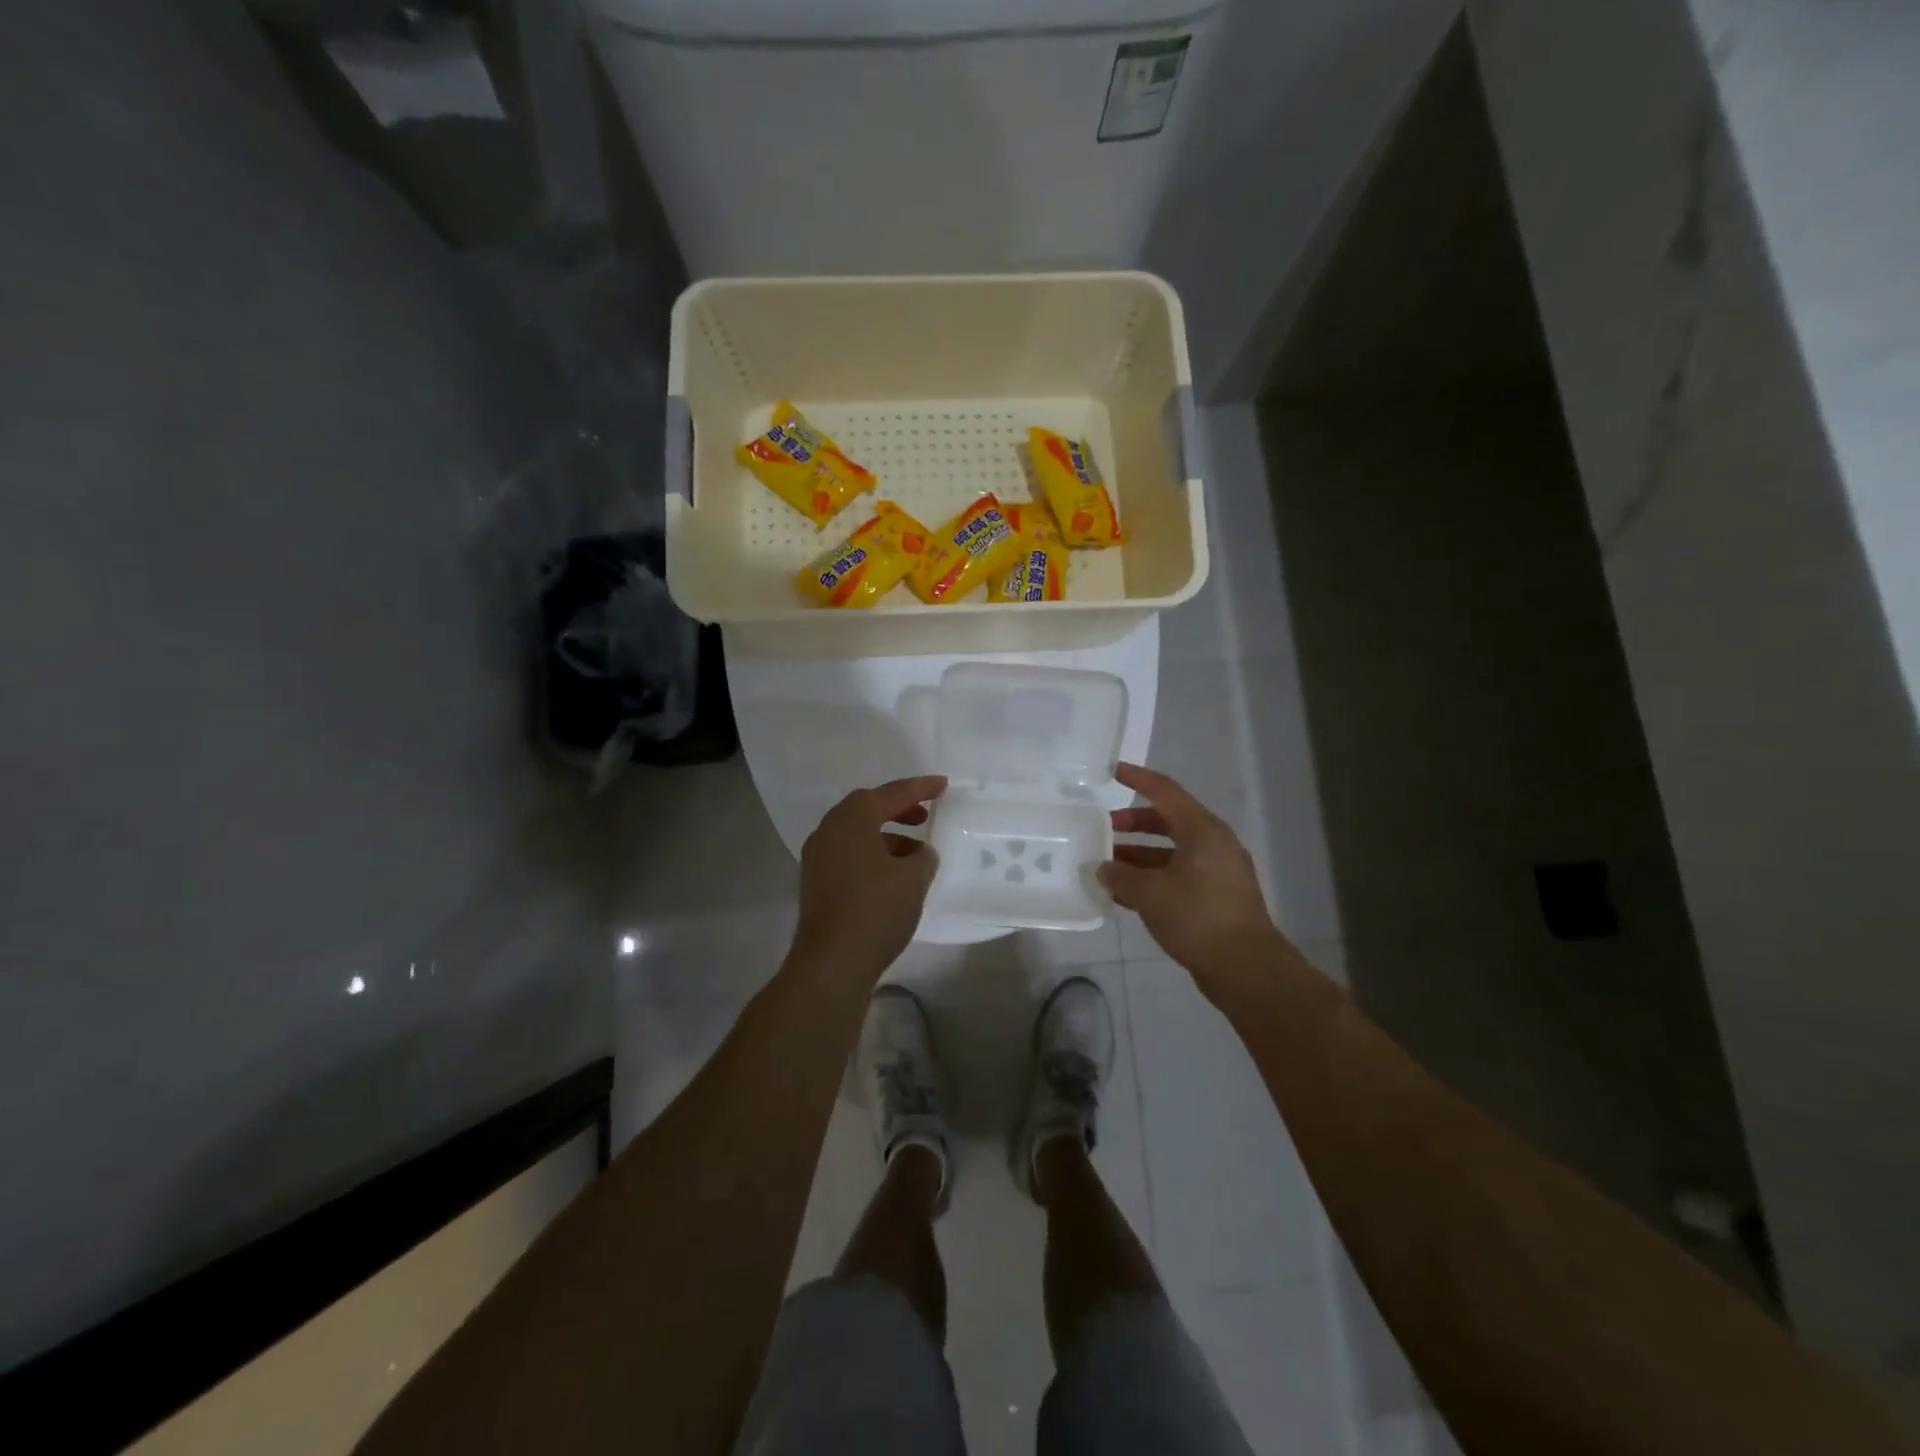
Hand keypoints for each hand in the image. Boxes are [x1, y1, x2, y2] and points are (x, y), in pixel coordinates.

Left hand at [791, 775, 946, 986]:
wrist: (832, 962)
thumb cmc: (876, 910)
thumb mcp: (913, 879)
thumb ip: (923, 857)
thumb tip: (919, 853)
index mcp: (852, 819)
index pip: (891, 794)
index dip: (920, 788)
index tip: (942, 785)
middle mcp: (829, 830)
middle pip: (866, 808)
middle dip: (897, 809)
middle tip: (924, 816)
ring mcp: (818, 857)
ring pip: (856, 833)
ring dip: (886, 835)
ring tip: (915, 854)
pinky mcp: (816, 882)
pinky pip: (848, 854)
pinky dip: (872, 854)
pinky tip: (893, 875)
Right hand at [1099, 763, 1284, 994]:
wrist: (1245, 968)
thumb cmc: (1197, 918)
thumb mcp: (1150, 894)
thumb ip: (1121, 875)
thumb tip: (1104, 868)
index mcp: (1202, 831)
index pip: (1165, 792)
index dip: (1138, 779)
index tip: (1113, 771)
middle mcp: (1213, 844)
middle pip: (1168, 821)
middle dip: (1133, 823)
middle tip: (1103, 828)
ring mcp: (1218, 872)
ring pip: (1171, 852)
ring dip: (1139, 856)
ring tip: (1107, 866)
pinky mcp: (1217, 898)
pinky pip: (1178, 876)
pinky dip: (1153, 879)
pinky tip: (1126, 894)